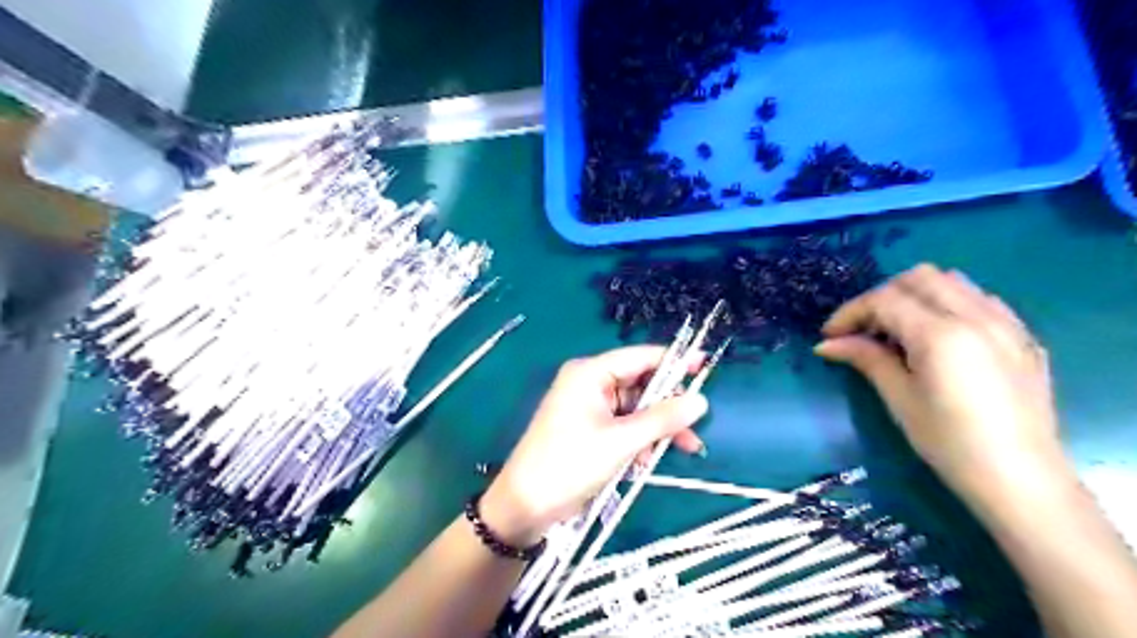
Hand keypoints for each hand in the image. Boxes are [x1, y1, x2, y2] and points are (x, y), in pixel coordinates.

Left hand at [481, 346, 706, 545]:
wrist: (526, 505)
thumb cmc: (570, 464)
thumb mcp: (621, 441)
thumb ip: (662, 419)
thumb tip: (701, 400)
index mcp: (591, 373)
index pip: (641, 357)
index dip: (675, 361)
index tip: (707, 365)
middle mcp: (590, 383)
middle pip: (642, 385)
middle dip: (668, 408)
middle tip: (695, 428)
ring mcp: (590, 407)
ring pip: (637, 409)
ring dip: (656, 430)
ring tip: (682, 450)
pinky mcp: (591, 429)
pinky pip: (625, 426)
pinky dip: (640, 440)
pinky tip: (647, 461)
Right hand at [818, 264, 1067, 504]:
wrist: (1021, 480)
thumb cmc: (949, 443)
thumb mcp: (899, 399)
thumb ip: (865, 359)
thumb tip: (827, 344)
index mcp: (941, 334)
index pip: (885, 300)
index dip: (850, 313)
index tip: (830, 336)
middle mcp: (976, 316)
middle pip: (918, 278)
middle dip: (882, 296)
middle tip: (863, 330)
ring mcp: (1006, 324)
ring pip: (952, 281)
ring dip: (916, 295)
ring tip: (899, 330)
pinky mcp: (1022, 337)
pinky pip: (981, 299)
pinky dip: (949, 304)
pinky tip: (938, 336)